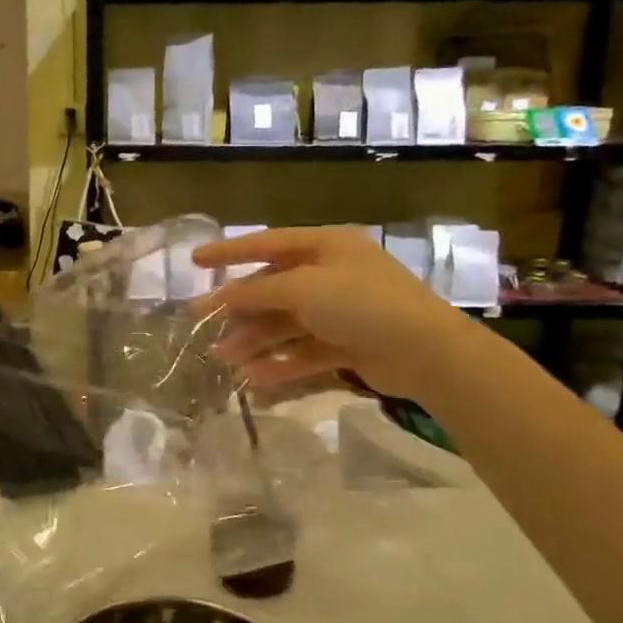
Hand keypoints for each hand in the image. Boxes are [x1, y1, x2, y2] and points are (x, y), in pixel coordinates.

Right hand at [193, 226, 476, 399]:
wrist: (426, 352)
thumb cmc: (362, 304)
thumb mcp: (304, 289)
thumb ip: (258, 292)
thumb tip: (221, 298)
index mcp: (325, 247)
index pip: (267, 243)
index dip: (229, 251)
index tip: (195, 261)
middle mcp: (331, 275)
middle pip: (273, 289)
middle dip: (239, 309)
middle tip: (202, 324)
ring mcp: (341, 311)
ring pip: (286, 324)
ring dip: (255, 340)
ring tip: (224, 358)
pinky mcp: (348, 345)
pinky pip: (304, 351)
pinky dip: (280, 363)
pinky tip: (255, 379)